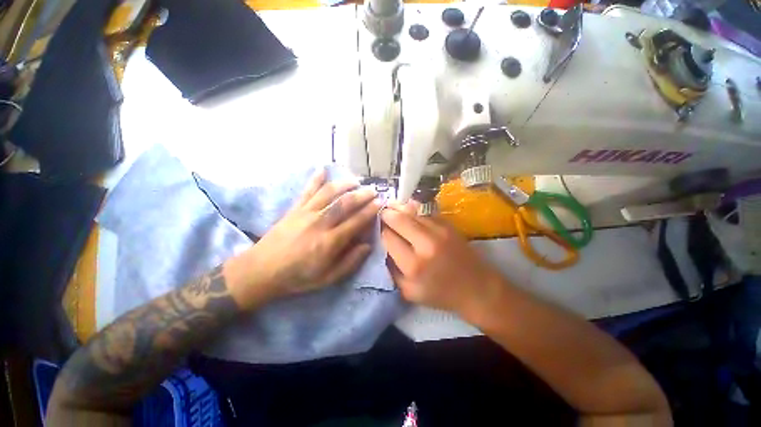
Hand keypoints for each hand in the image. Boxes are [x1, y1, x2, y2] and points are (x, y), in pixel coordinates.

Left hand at [234, 168, 381, 306]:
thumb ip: (350, 262)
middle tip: (373, 190)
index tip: (380, 203)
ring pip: (328, 193)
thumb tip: (367, 245)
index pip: (356, 221)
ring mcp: (306, 213)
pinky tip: (323, 169)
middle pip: (345, 203)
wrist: (261, 271)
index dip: (370, 211)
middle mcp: (320, 223)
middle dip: (362, 195)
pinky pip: (307, 191)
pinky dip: (315, 179)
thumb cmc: (298, 277)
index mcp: (330, 242)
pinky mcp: (294, 209)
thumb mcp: (328, 278)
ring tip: (356, 180)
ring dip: (344, 184)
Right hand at [380, 202, 503, 313]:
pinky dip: (413, 207)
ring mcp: (439, 231)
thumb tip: (382, 246)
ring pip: (411, 211)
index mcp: (413, 265)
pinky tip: (407, 207)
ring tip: (391, 206)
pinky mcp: (448, 224)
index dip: (380, 231)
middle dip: (386, 214)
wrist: (476, 288)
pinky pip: (425, 210)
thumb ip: (391, 270)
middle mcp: (425, 244)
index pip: (388, 238)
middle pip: (398, 219)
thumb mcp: (408, 291)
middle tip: (381, 213)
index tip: (377, 229)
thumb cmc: (440, 294)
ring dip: (398, 207)